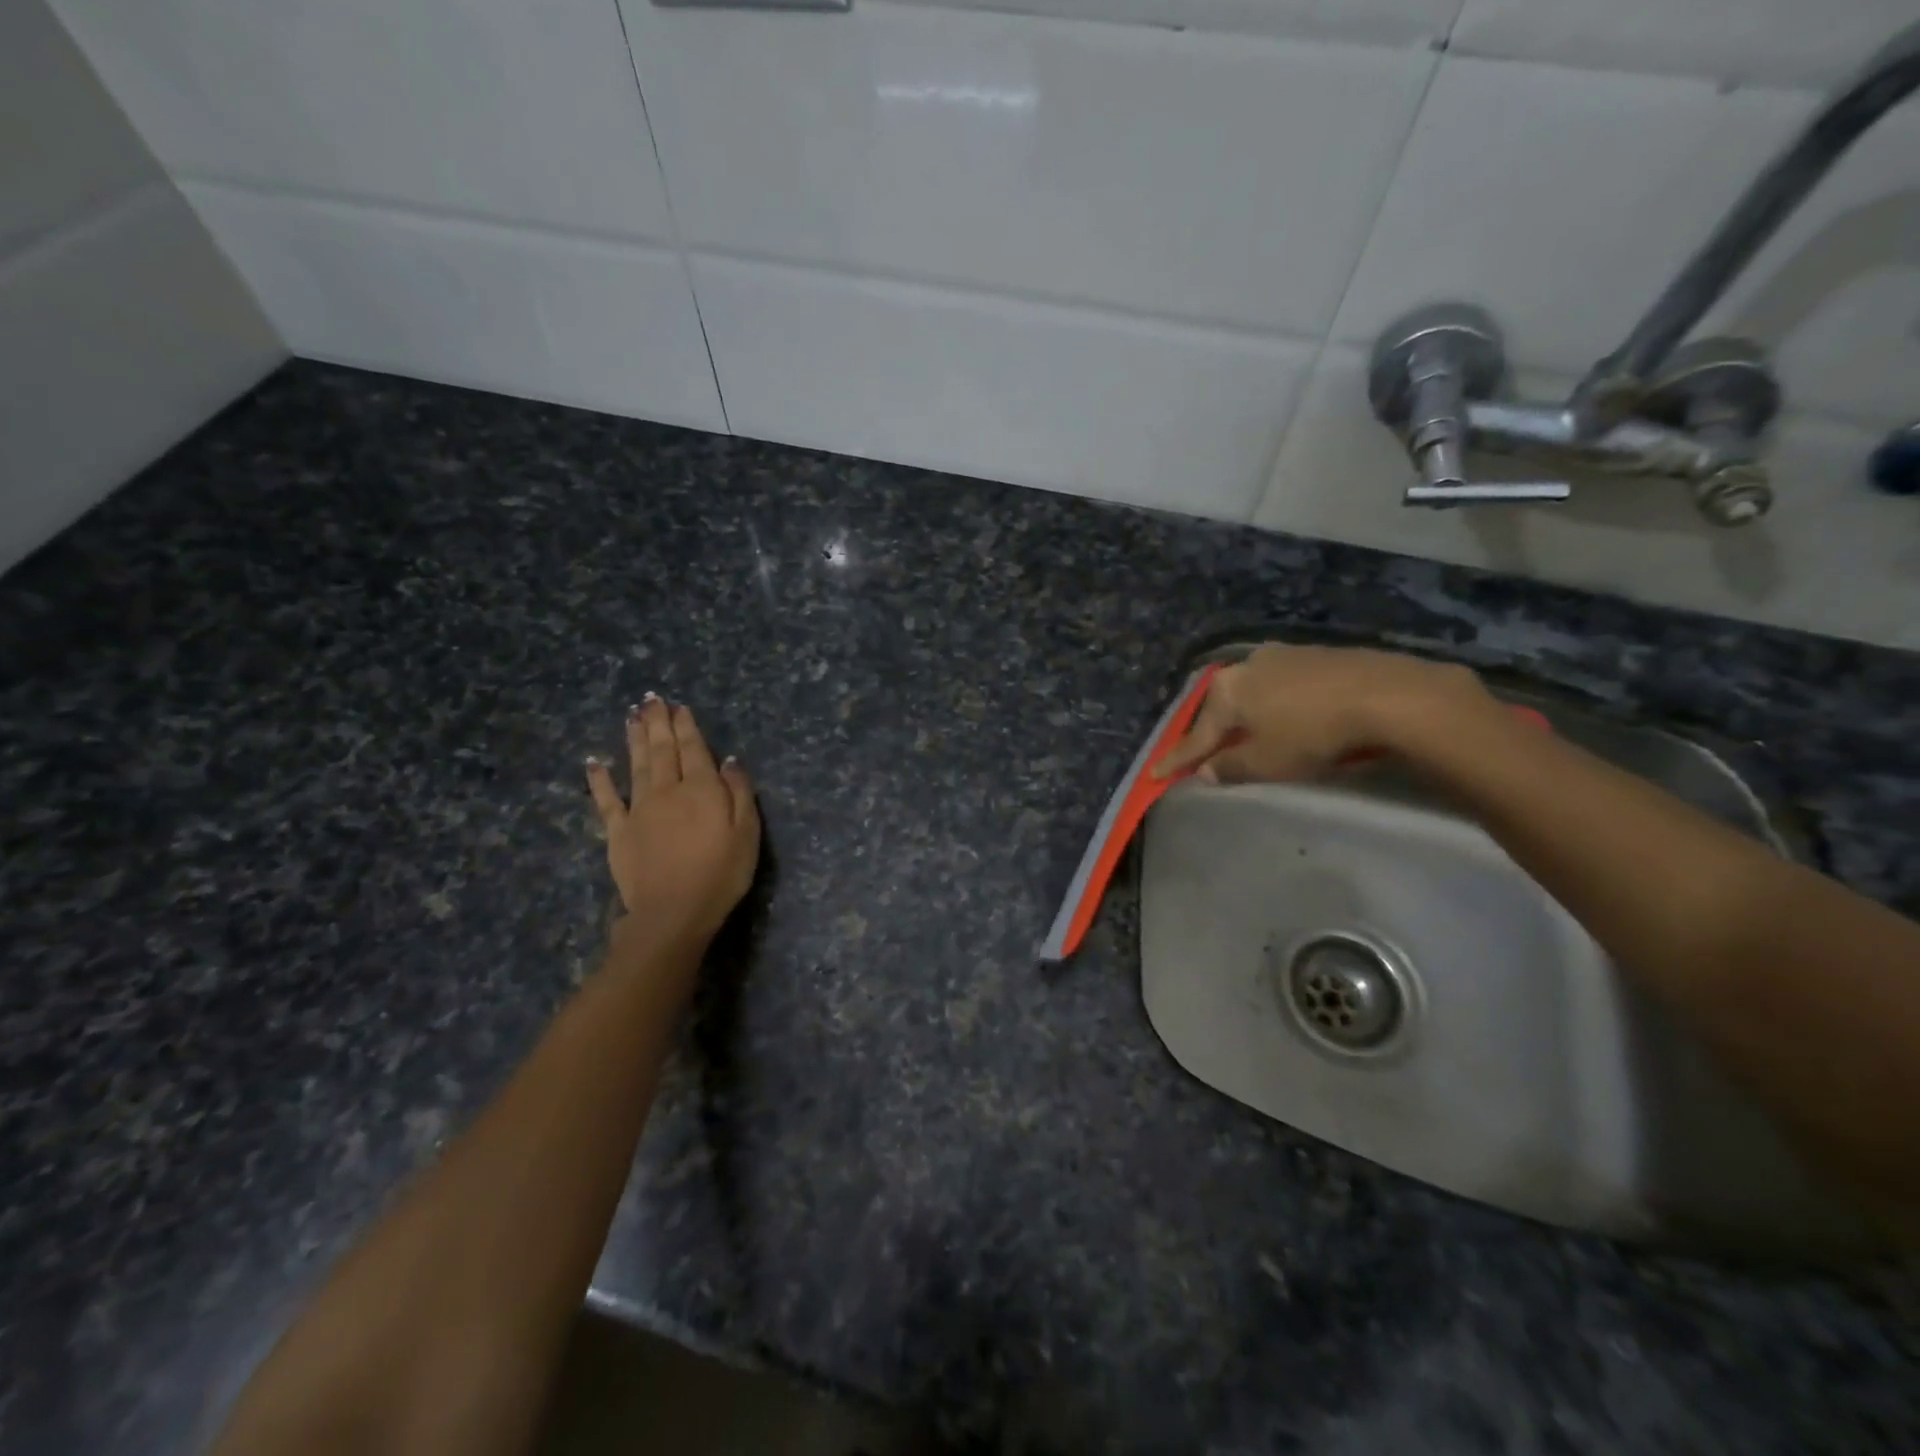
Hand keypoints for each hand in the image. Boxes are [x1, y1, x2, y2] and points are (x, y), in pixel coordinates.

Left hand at [586, 695, 760, 949]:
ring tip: (631, 716)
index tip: (679, 707)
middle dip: (658, 723)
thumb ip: (739, 792)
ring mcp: (639, 809)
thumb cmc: (721, 874)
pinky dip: (600, 779)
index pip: (694, 749)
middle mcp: (668, 790)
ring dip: (634, 738)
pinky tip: (595, 761)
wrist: (673, 912)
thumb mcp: (747, 833)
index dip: (686, 727)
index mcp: (702, 789)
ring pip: (636, 765)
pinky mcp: (618, 831)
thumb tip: (729, 760)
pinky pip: (607, 799)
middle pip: (663, 750)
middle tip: (651, 699)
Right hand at [1154, 645, 1493, 783]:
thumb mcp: (1268, 761)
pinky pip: (1280, 685)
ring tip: (1243, 735)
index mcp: (1228, 690)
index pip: (1197, 734)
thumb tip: (1205, 771)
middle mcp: (1248, 665)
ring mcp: (1283, 655)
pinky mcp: (1317, 655)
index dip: (1177, 759)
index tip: (1155, 775)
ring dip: (1245, 716)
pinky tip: (1283, 715)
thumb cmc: (1314, 733)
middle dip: (1212, 732)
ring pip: (1252, 692)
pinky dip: (1273, 704)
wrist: (1387, 694)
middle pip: (1222, 708)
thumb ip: (1231, 767)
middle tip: (1202, 754)